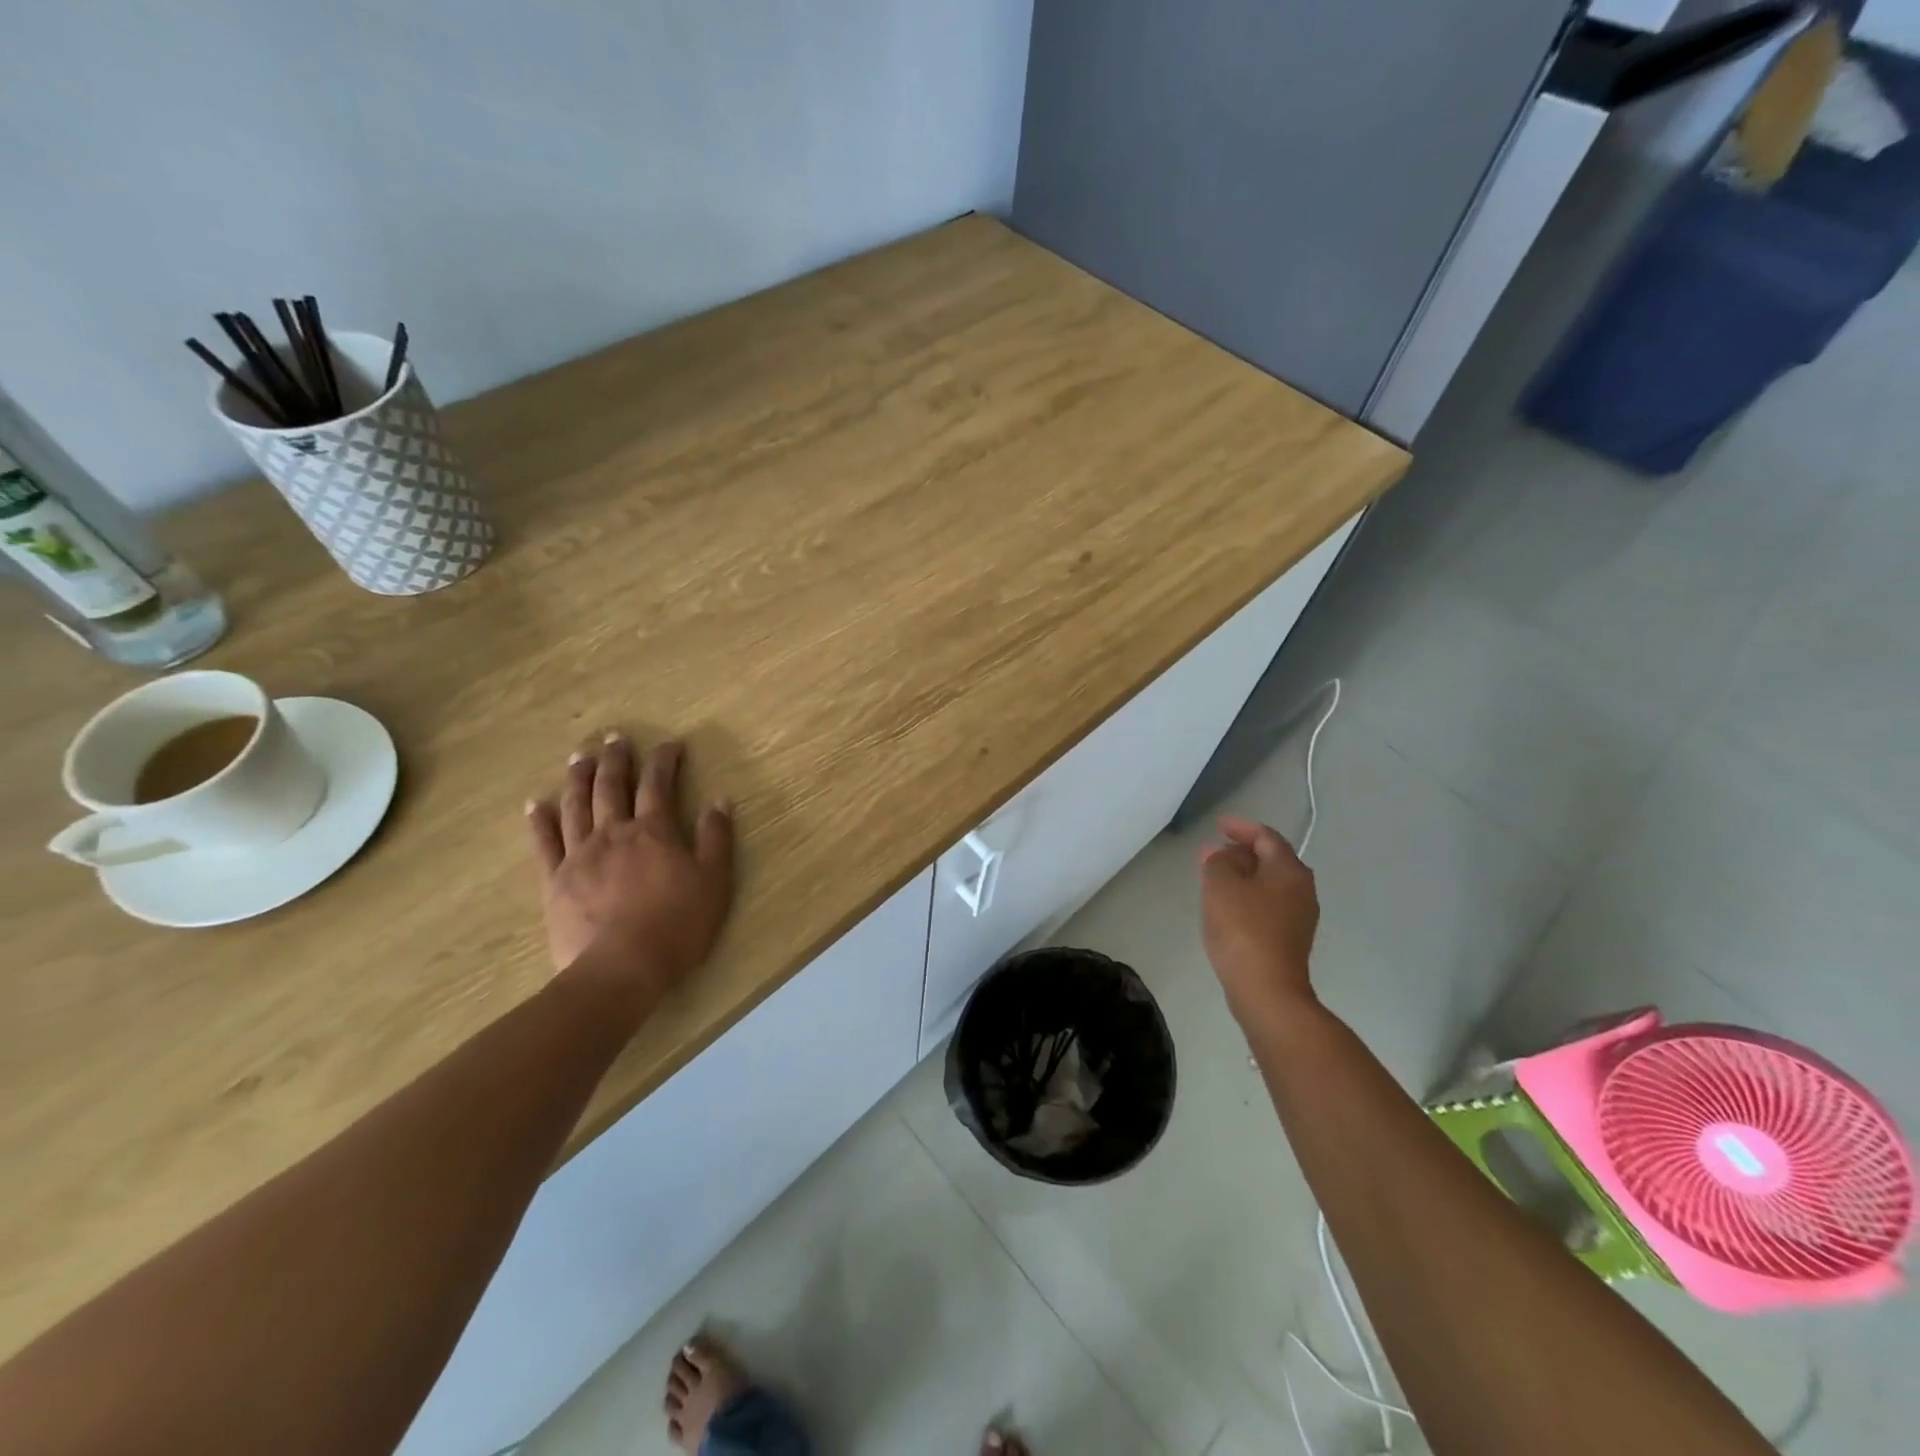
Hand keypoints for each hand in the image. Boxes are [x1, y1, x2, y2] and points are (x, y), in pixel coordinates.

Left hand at [526, 735, 734, 989]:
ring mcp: (580, 855)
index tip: (670, 744)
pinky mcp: (555, 881)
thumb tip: (719, 801)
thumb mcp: (714, 881)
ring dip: (578, 777)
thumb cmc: (677, 925)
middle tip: (615, 737)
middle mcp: (614, 833)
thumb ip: (716, 838)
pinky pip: (544, 843)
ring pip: (576, 806)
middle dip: (616, 759)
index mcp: (653, 832)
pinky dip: (539, 821)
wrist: (622, 969)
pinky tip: (536, 804)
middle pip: (611, 786)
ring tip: (580, 756)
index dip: (664, 760)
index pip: (658, 784)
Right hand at [1200, 815, 1320, 1025]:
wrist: (1267, 990)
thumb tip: (1219, 853)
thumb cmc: (1243, 930)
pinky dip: (1249, 896)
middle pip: (1273, 859)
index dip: (1241, 828)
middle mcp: (1302, 889)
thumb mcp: (1220, 886)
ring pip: (1271, 883)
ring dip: (1245, 875)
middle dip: (1243, 852)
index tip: (1218, 825)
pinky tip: (1229, 906)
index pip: (1266, 837)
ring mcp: (1300, 916)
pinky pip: (1269, 904)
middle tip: (1214, 852)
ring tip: (1217, 877)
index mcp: (1289, 870)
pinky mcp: (1291, 939)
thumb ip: (1217, 862)